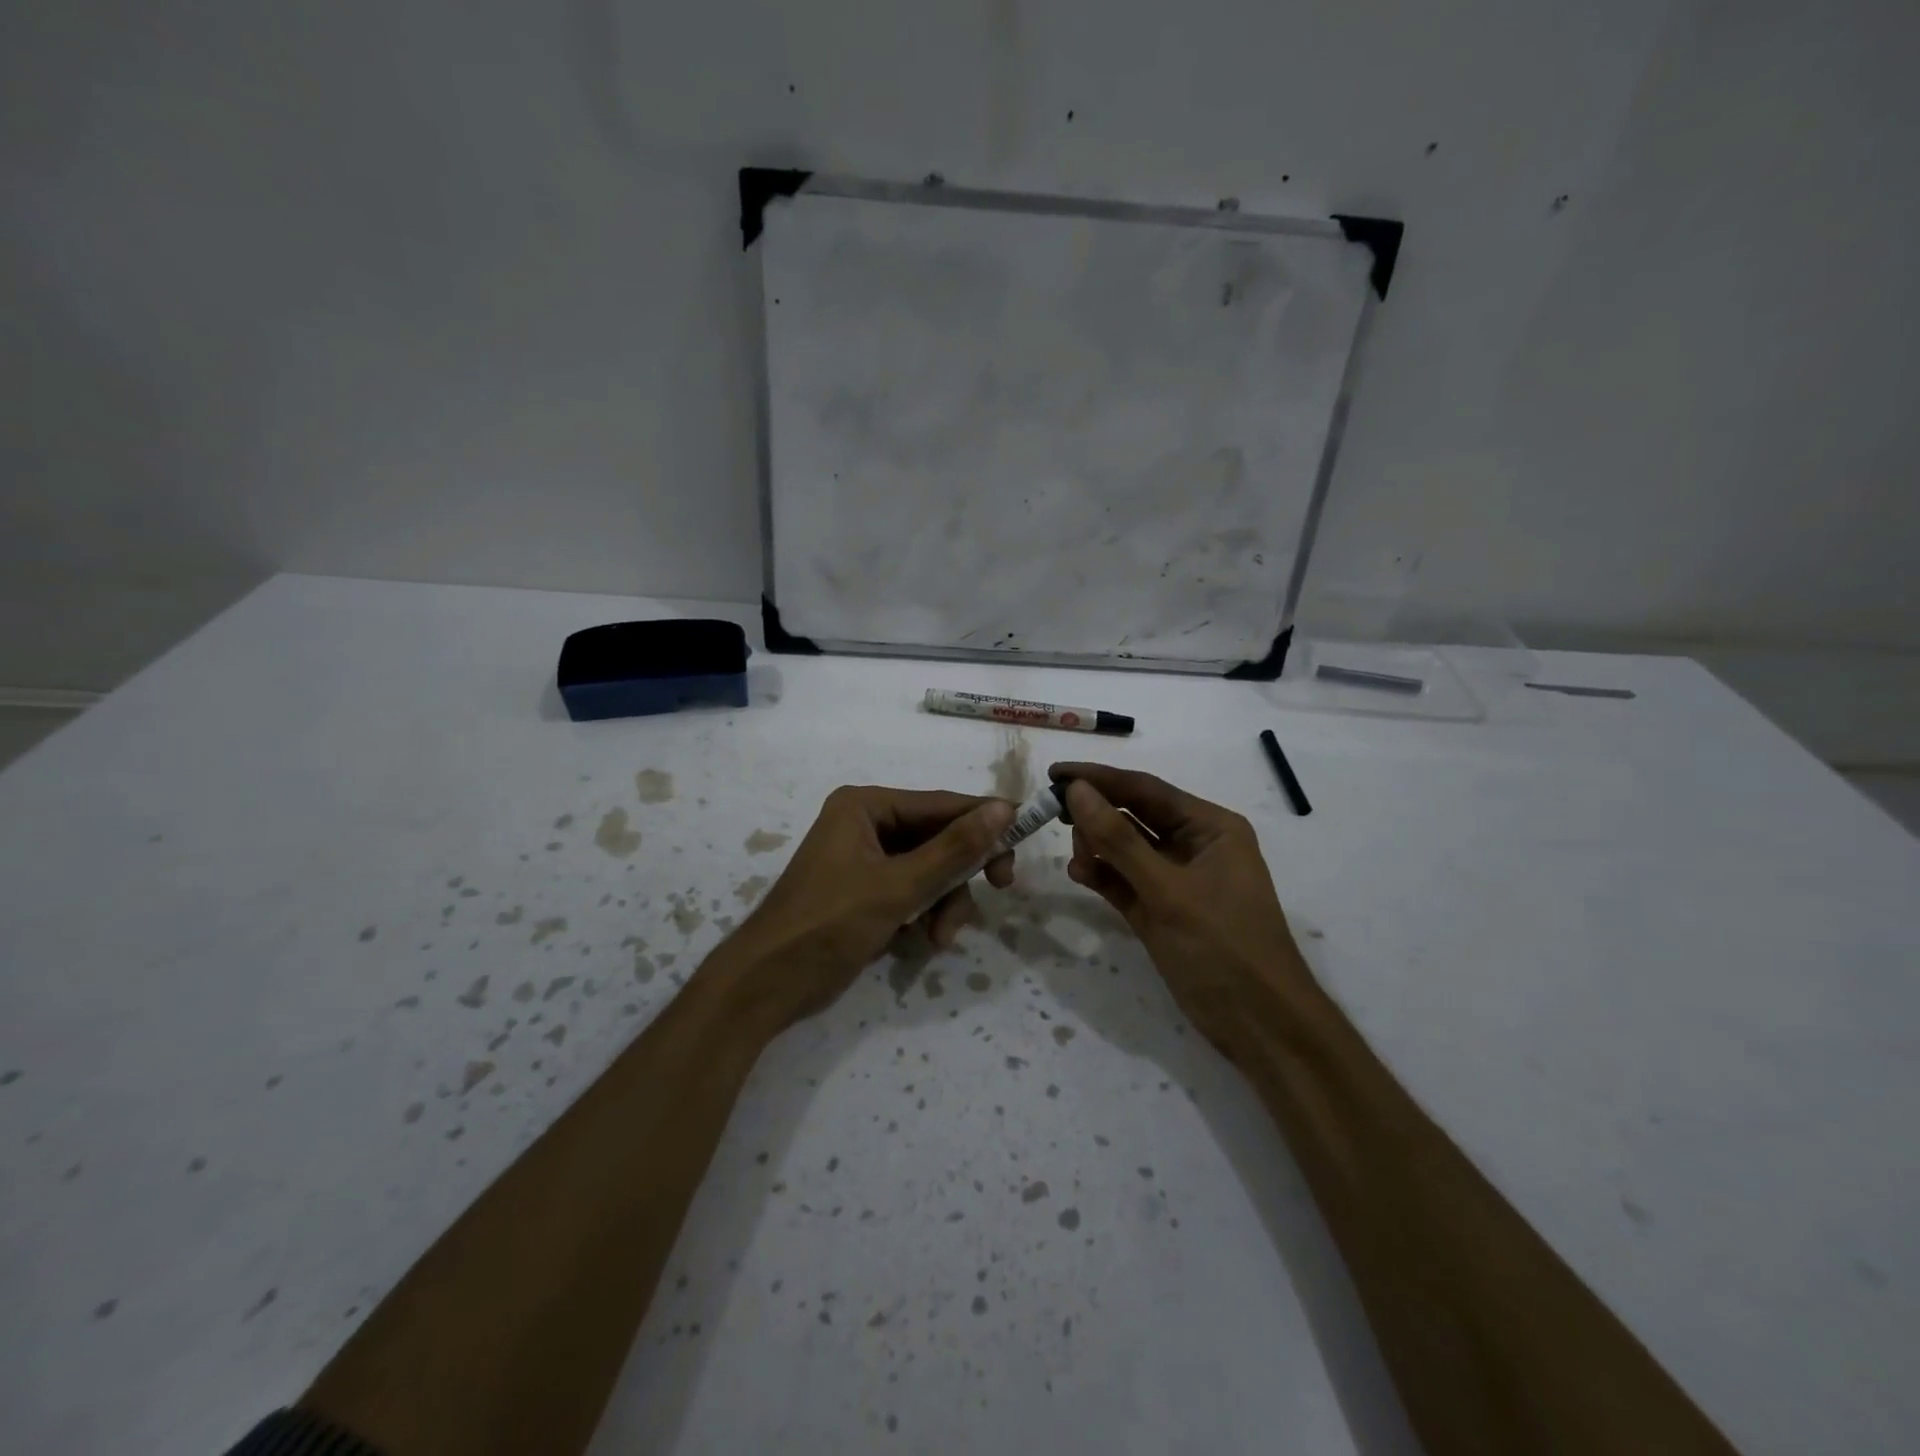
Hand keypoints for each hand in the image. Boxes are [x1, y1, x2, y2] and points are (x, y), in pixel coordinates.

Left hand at [712, 786, 1015, 1030]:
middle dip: (960, 873)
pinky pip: (913, 891)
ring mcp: (865, 859)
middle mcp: (866, 823)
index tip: (1025, 837)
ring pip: (930, 869)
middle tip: (999, 888)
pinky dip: (925, 913)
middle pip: (938, 837)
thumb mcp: (898, 887)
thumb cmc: (828, 924)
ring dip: (944, 902)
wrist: (767, 985)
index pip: (941, 804)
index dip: (985, 820)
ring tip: (940, 937)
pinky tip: (924, 942)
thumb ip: (954, 849)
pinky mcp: (866, 891)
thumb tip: (1004, 808)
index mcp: (866, 806)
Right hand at [1052, 761, 1313, 1056]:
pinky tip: (1079, 873)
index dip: (1099, 779)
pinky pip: (1124, 880)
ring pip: (1125, 848)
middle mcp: (1193, 845)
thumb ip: (1119, 840)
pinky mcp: (1161, 909)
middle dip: (1096, 813)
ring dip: (1097, 846)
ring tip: (1074, 855)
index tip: (1054, 772)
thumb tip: (1077, 790)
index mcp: (1210, 827)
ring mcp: (1176, 879)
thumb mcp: (1168, 890)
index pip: (1146, 789)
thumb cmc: (1222, 947)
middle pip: (1134, 815)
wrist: (1259, 1025)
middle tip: (1052, 811)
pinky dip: (1102, 875)